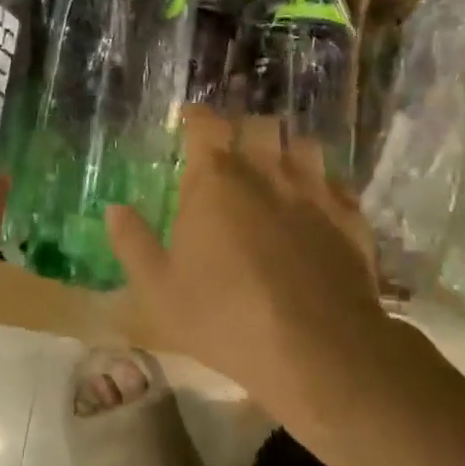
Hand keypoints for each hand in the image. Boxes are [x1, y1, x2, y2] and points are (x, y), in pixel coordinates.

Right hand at [107, 106, 402, 430]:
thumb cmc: (226, 317)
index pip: (206, 123)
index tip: (190, 120)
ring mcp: (314, 190)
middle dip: (244, 128)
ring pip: (303, 144)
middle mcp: (266, 170)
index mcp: (215, 180)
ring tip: (277, 168)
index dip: (197, 116)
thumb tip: (114, 208)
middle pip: (259, 124)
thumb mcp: (160, 290)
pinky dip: (323, 185)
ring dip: (286, 150)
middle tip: (233, 148)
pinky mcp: (350, 216)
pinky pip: (336, 182)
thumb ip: (133, 243)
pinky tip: (316, 205)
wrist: (319, 349)